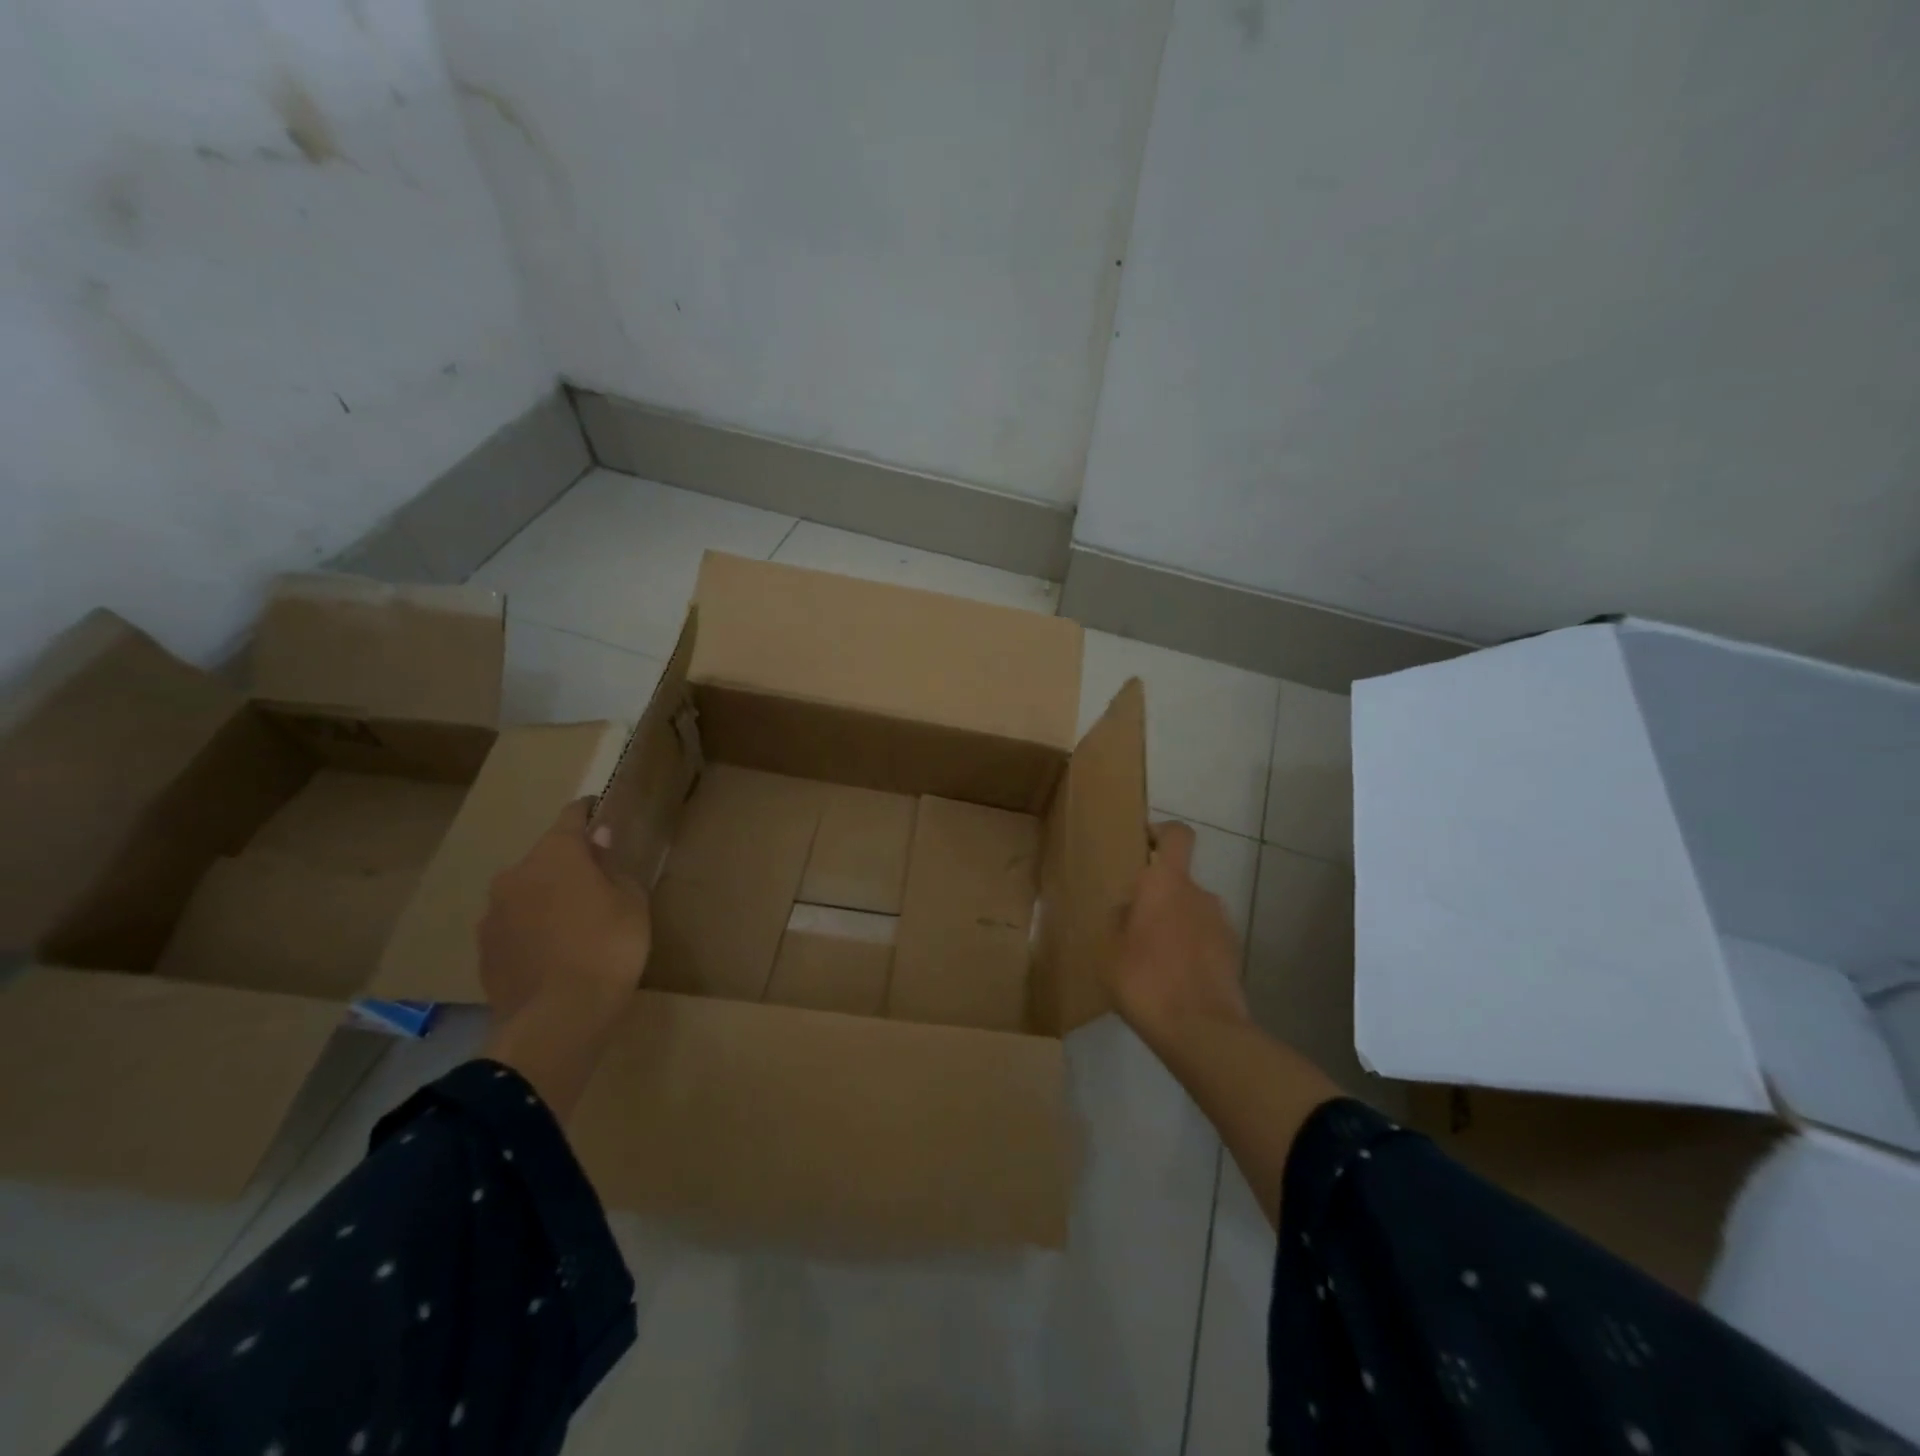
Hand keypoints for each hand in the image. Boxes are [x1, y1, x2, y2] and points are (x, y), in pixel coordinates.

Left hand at [479, 798, 651, 1025]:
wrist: (559, 1017)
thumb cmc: (609, 947)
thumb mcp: (631, 901)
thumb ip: (612, 866)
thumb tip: (598, 840)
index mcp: (556, 855)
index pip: (571, 817)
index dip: (587, 812)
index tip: (598, 810)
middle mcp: (516, 875)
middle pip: (546, 857)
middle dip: (568, 863)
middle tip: (596, 882)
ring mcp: (494, 914)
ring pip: (526, 892)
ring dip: (547, 897)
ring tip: (573, 923)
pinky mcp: (484, 950)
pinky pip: (514, 925)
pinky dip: (532, 928)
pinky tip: (553, 951)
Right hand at [1105, 821, 1249, 1040]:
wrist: (1201, 1031)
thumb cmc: (1145, 979)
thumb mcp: (1109, 949)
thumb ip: (1119, 919)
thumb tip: (1128, 908)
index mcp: (1167, 883)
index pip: (1176, 835)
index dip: (1162, 832)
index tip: (1144, 843)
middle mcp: (1200, 895)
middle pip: (1178, 882)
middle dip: (1158, 898)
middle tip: (1132, 926)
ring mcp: (1222, 925)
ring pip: (1191, 913)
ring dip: (1174, 927)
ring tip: (1150, 960)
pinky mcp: (1233, 955)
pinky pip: (1204, 941)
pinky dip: (1190, 951)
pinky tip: (1171, 981)